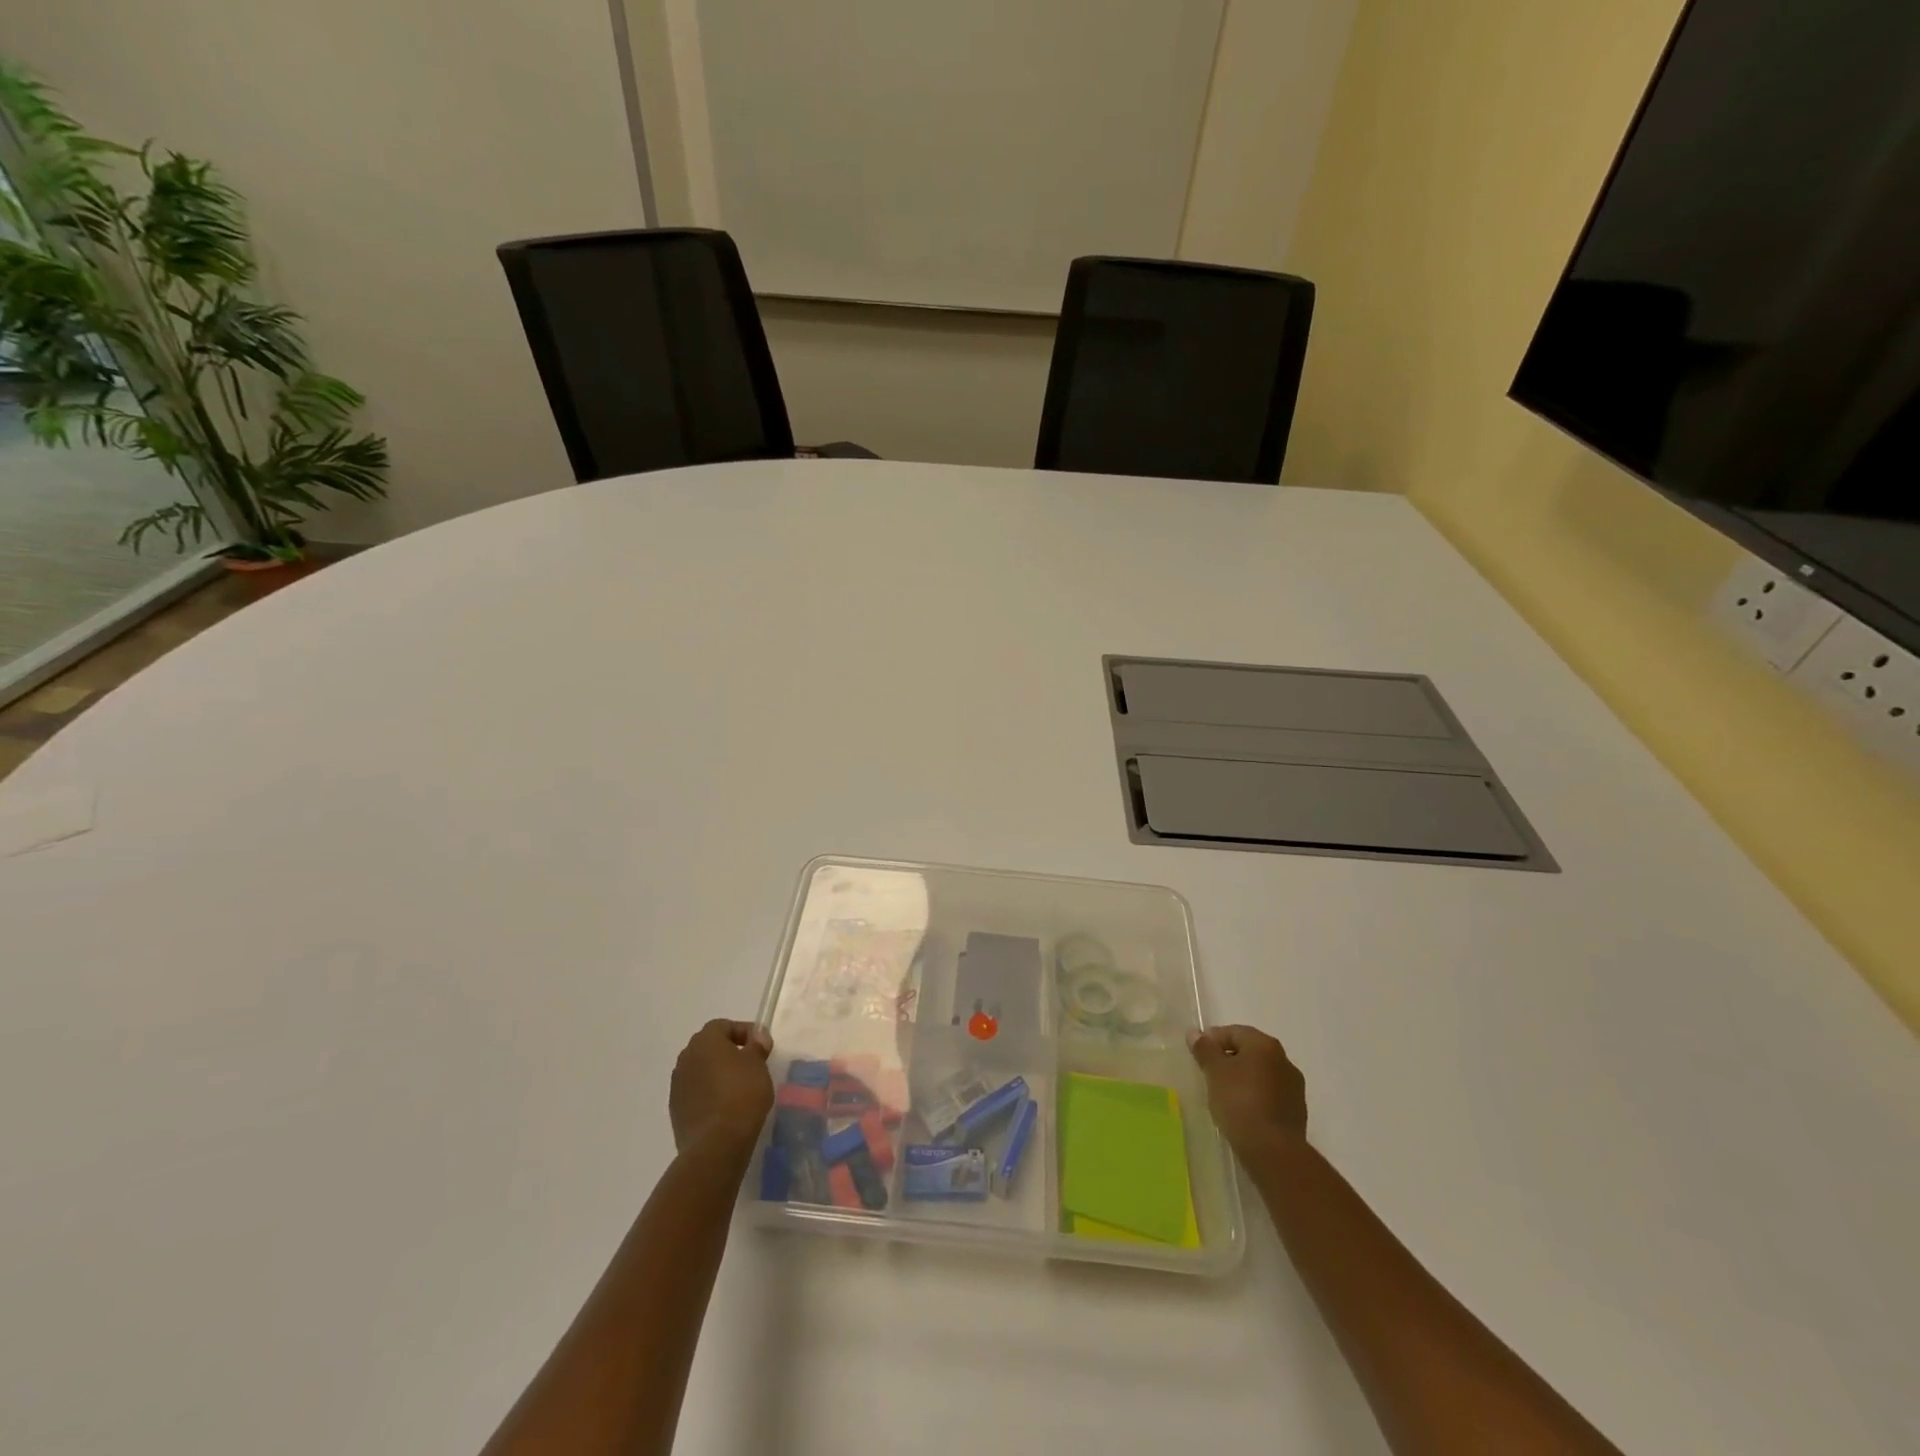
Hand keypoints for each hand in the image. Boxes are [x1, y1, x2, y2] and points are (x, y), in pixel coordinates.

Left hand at [670, 1020, 774, 1157]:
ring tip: (739, 1088)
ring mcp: (677, 1086)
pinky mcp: (676, 1111)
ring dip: (717, 1074)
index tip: (762, 1046)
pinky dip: (709, 1094)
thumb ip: (756, 1046)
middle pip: (709, 1047)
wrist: (717, 1143)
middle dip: (729, 1052)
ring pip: (701, 1071)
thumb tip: (756, 1038)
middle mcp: (686, 1058)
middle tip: (751, 1064)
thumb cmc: (742, 1093)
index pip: (723, 1026)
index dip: (744, 1032)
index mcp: (704, 1041)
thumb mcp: (758, 1064)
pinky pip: (696, 1093)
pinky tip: (725, 1107)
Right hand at [1188, 1024, 1307, 1155]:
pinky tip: (1242, 1111)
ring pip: (1261, 1074)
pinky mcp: (1296, 1112)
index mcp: (1265, 1045)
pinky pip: (1270, 1095)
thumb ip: (1205, 1049)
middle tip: (1209, 1074)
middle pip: (1249, 1052)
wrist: (1273, 1150)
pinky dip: (1255, 1097)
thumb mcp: (1214, 1072)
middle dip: (1229, 1059)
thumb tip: (1195, 1033)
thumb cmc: (1239, 1101)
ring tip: (1223, 1095)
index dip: (1213, 1040)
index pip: (1234, 1032)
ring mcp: (1294, 1088)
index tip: (1198, 1056)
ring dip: (1243, 1079)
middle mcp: (1284, 1060)